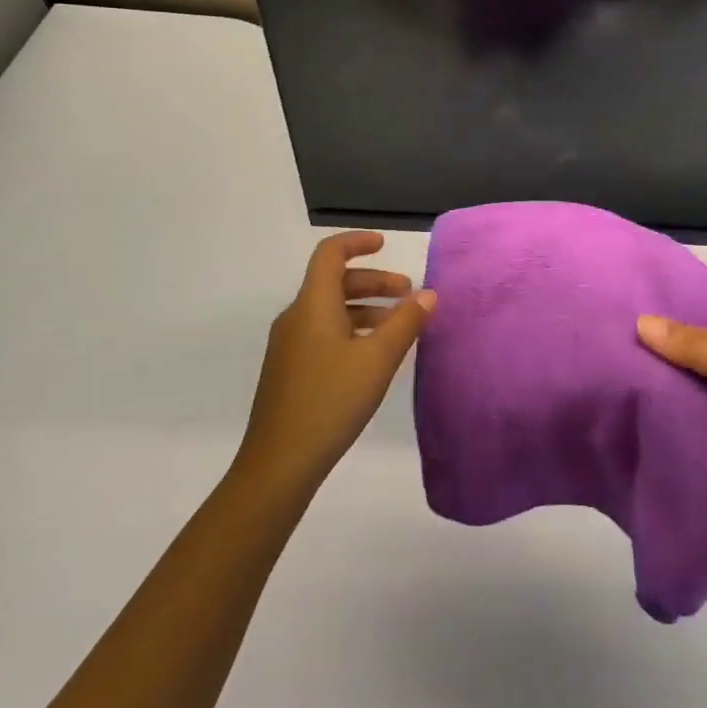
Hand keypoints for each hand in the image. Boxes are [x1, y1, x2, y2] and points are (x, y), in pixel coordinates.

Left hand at [236, 232, 435, 493]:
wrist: (278, 465)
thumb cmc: (330, 401)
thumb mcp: (377, 360)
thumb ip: (405, 323)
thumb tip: (428, 294)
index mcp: (313, 305)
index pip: (330, 254)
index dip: (357, 242)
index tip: (385, 245)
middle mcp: (296, 317)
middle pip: (335, 282)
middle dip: (374, 281)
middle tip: (408, 294)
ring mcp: (289, 346)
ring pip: (331, 310)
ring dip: (366, 308)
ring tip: (398, 327)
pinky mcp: (289, 371)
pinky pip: (323, 333)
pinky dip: (351, 330)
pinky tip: (373, 356)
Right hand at [638, 270, 706, 553]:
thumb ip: (700, 347)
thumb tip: (642, 323)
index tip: (680, 269)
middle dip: (678, 324)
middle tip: (630, 303)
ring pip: (692, 378)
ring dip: (662, 365)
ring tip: (615, 340)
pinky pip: (683, 417)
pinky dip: (658, 405)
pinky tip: (622, 387)